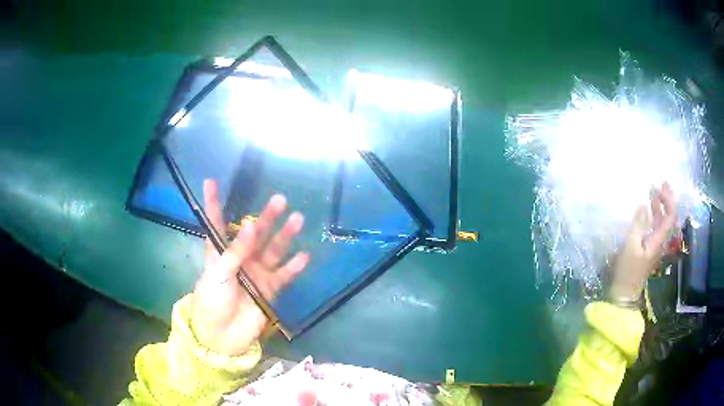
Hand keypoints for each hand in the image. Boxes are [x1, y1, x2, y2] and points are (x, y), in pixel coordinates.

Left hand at [190, 179, 309, 355]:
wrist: (222, 336)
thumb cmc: (211, 301)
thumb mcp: (217, 274)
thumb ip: (235, 251)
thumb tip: (250, 225)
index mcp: (219, 253)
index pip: (216, 224)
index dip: (214, 204)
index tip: (210, 182)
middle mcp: (240, 259)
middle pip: (253, 234)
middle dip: (266, 217)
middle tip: (280, 200)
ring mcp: (257, 274)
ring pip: (273, 250)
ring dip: (285, 236)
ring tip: (298, 219)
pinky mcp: (270, 290)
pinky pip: (285, 274)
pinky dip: (294, 266)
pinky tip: (305, 255)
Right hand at [609, 182, 676, 300]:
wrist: (625, 293)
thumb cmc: (628, 271)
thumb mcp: (631, 247)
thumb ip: (638, 225)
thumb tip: (642, 205)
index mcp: (659, 239)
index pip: (670, 215)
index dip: (668, 199)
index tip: (659, 186)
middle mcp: (661, 240)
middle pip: (669, 216)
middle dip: (667, 198)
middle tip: (660, 182)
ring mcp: (655, 244)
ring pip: (662, 221)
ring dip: (660, 205)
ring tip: (653, 191)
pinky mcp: (649, 247)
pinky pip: (656, 226)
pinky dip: (654, 214)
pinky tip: (648, 210)